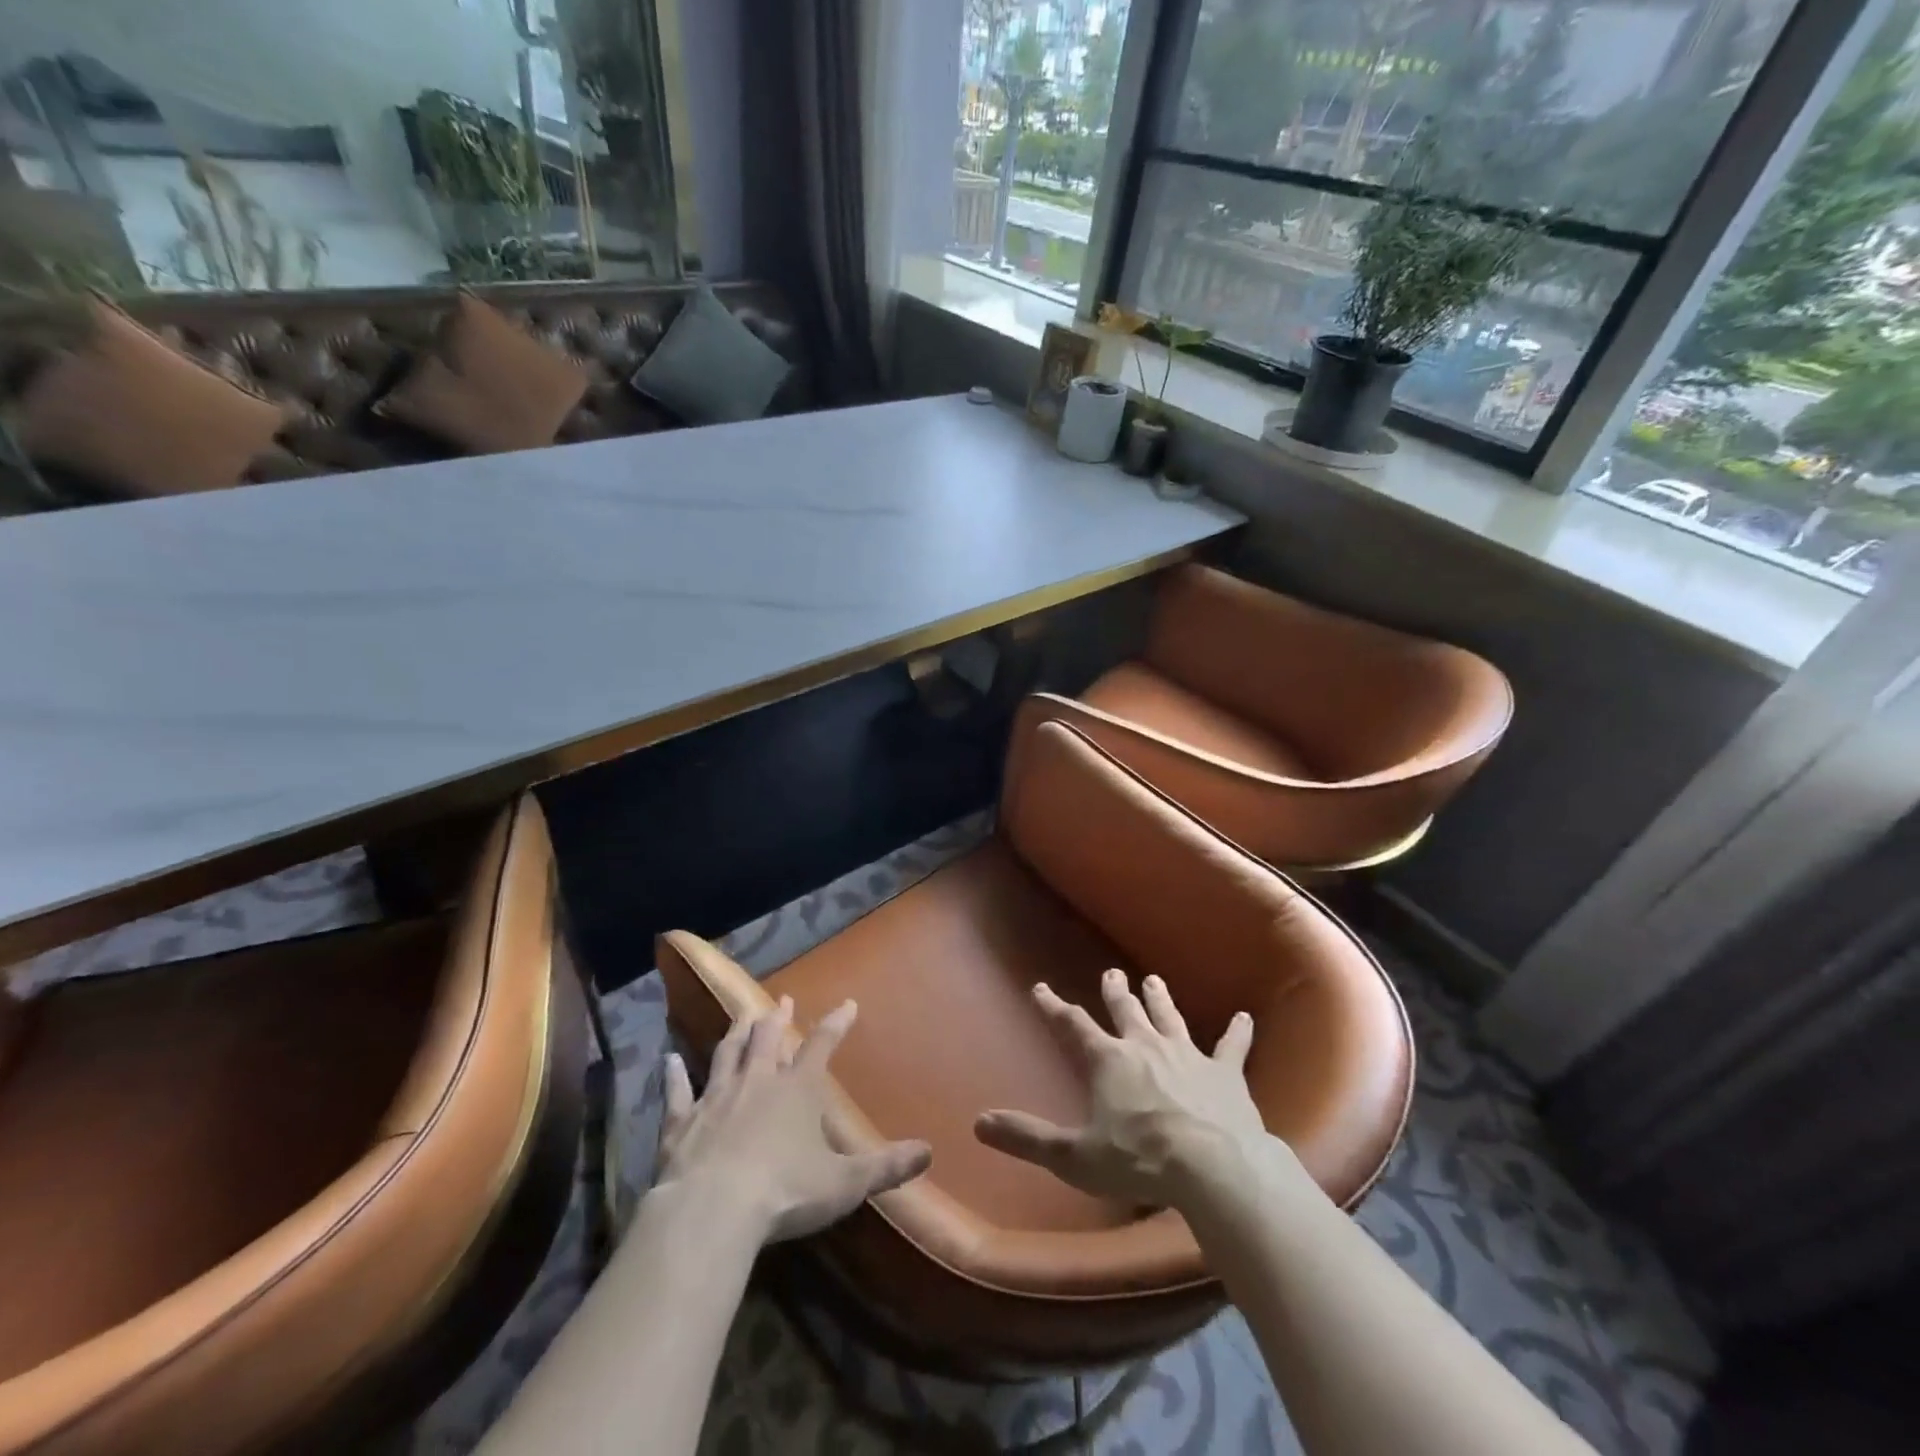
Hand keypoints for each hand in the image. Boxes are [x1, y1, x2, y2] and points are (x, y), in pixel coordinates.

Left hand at [656, 997, 931, 1243]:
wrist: (713, 1212)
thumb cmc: (785, 1193)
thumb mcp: (846, 1183)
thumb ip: (887, 1167)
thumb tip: (928, 1152)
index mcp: (797, 1089)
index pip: (822, 1045)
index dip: (836, 1024)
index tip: (847, 1003)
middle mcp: (757, 1082)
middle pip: (768, 1039)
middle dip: (776, 1018)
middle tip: (780, 1001)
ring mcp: (716, 1098)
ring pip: (727, 1054)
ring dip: (735, 1033)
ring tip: (741, 1015)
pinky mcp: (682, 1123)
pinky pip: (677, 1093)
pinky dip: (673, 1076)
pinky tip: (668, 1061)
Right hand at [975, 968, 1266, 1206]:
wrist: (1213, 1166)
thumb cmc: (1139, 1160)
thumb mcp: (1075, 1156)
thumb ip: (1027, 1138)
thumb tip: (979, 1124)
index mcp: (1108, 1061)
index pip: (1073, 1025)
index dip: (1055, 1007)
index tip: (1041, 989)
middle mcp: (1145, 1046)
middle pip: (1126, 1011)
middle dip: (1115, 992)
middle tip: (1111, 973)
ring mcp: (1188, 1055)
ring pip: (1170, 1018)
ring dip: (1160, 999)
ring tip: (1154, 979)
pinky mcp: (1225, 1073)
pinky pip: (1232, 1047)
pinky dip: (1238, 1032)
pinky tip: (1245, 1017)